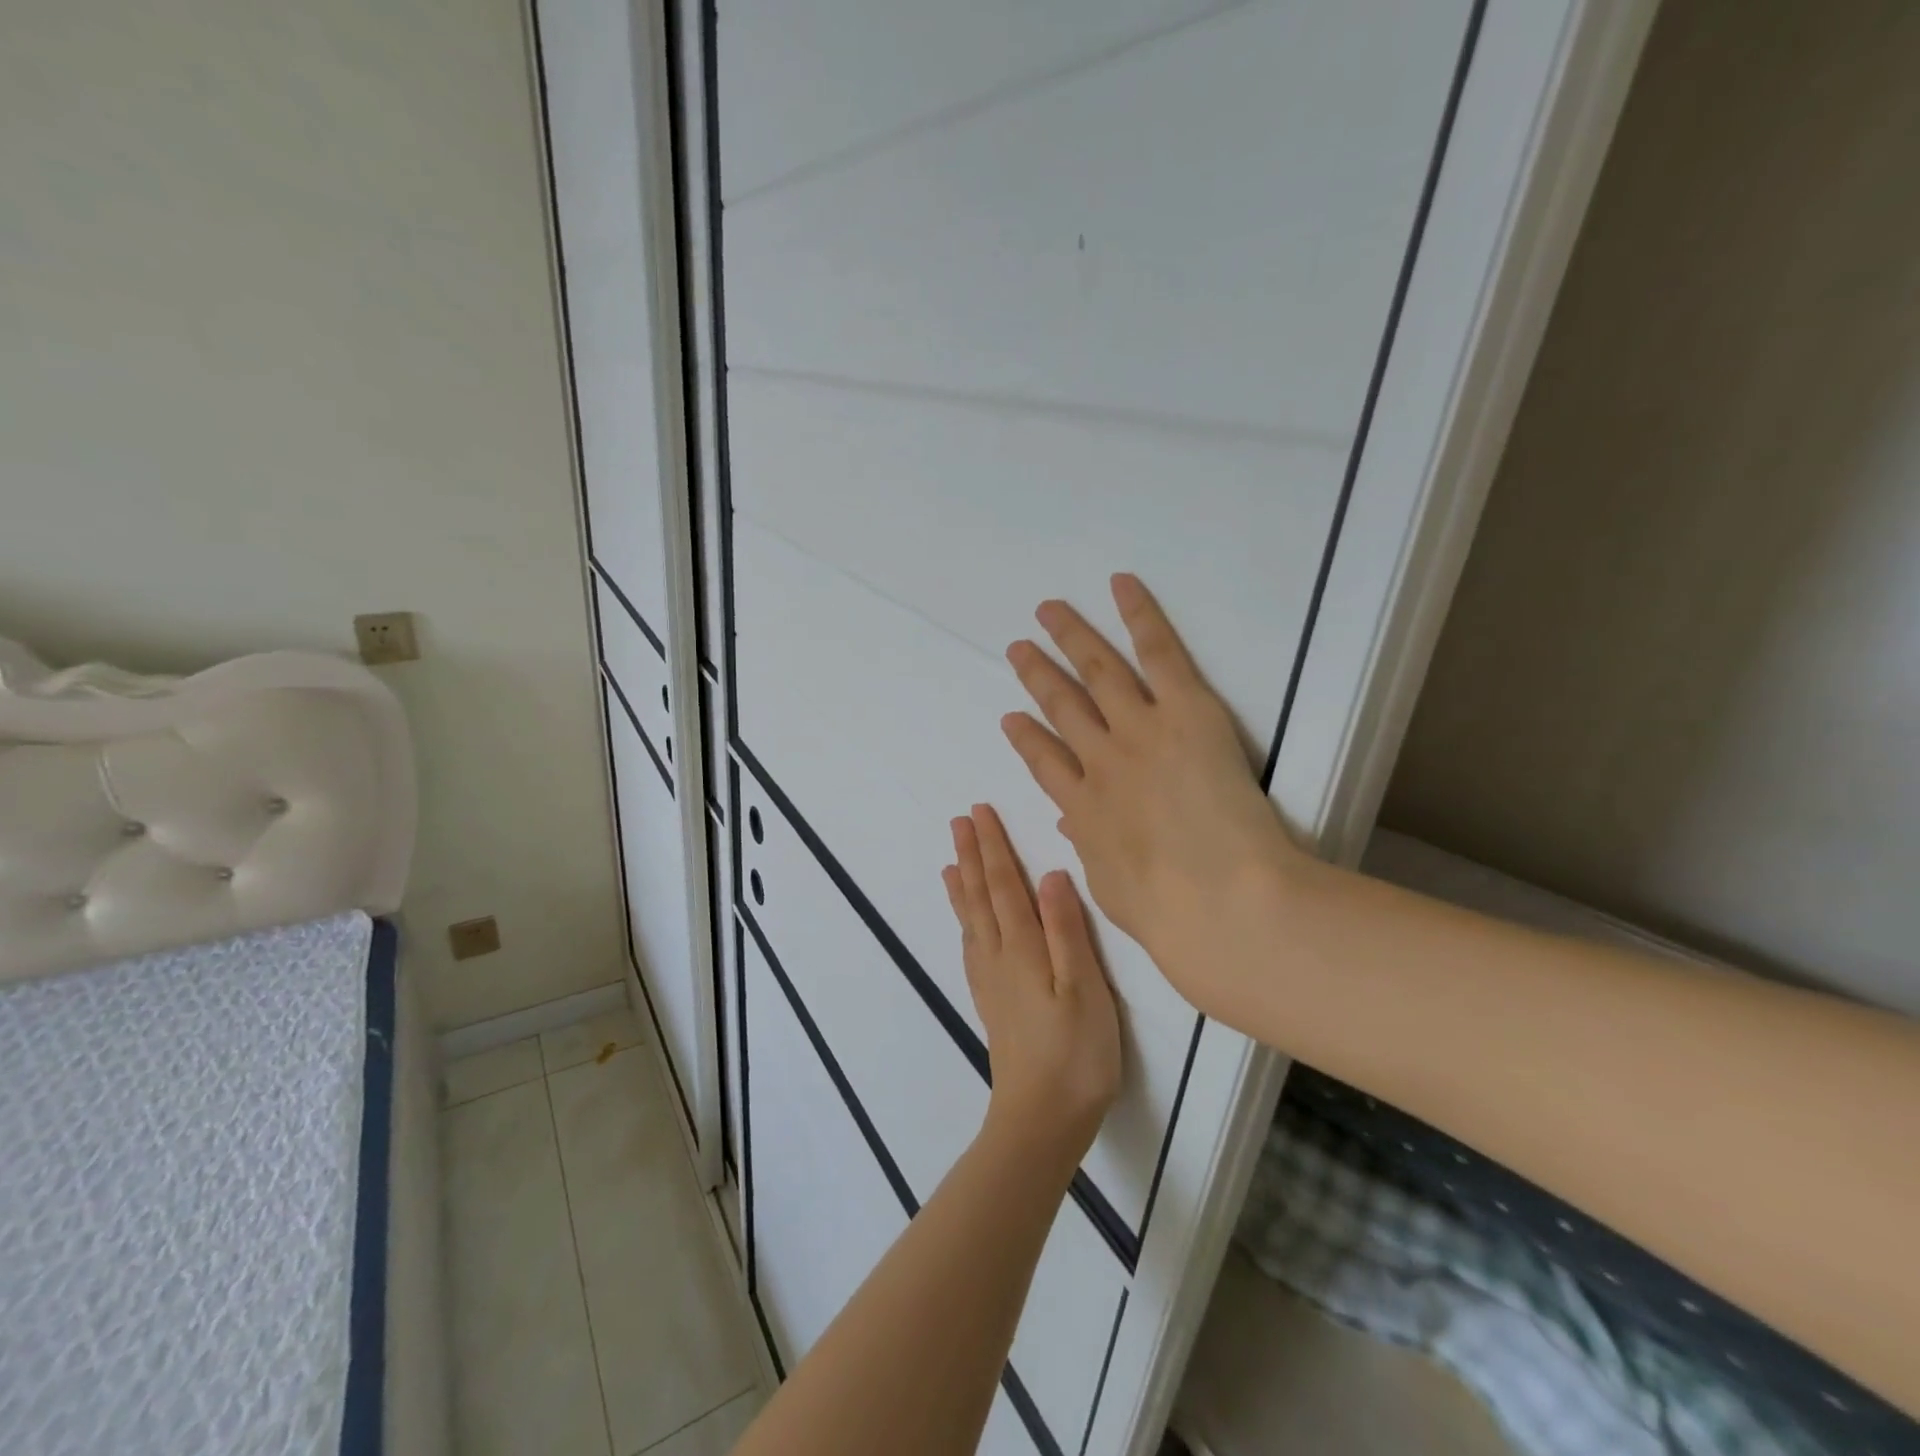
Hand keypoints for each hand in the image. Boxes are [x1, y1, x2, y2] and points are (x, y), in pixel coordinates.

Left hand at [943, 805, 1121, 1169]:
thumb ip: (1066, 930)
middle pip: (980, 896)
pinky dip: (964, 922)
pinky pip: (970, 947)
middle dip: (971, 855)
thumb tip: (1051, 874)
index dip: (993, 847)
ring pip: (971, 919)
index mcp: (1023, 947)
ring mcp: (991, 981)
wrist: (1041, 1119)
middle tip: (959, 821)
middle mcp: (999, 957)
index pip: (1003, 885)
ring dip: (962, 884)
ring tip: (951, 861)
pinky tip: (965, 923)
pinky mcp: (992, 1002)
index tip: (979, 813)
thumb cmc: (1075, 1053)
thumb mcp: (1084, 988)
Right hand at [1000, 574, 1304, 1016]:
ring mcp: (1139, 729)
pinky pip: (1158, 652)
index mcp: (1083, 808)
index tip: (1012, 719)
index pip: (1044, 762)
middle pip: (1061, 706)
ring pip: (1097, 671)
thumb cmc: (1168, 912)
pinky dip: (1139, 615)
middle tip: (1018, 648)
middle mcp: (1100, 760)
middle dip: (1037, 675)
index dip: (1026, 738)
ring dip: (1070, 638)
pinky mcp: (1185, 710)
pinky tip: (1120, 585)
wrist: (1220, 901)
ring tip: (1049, 611)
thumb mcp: (1112, 887)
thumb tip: (1073, 822)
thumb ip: (1090, 847)